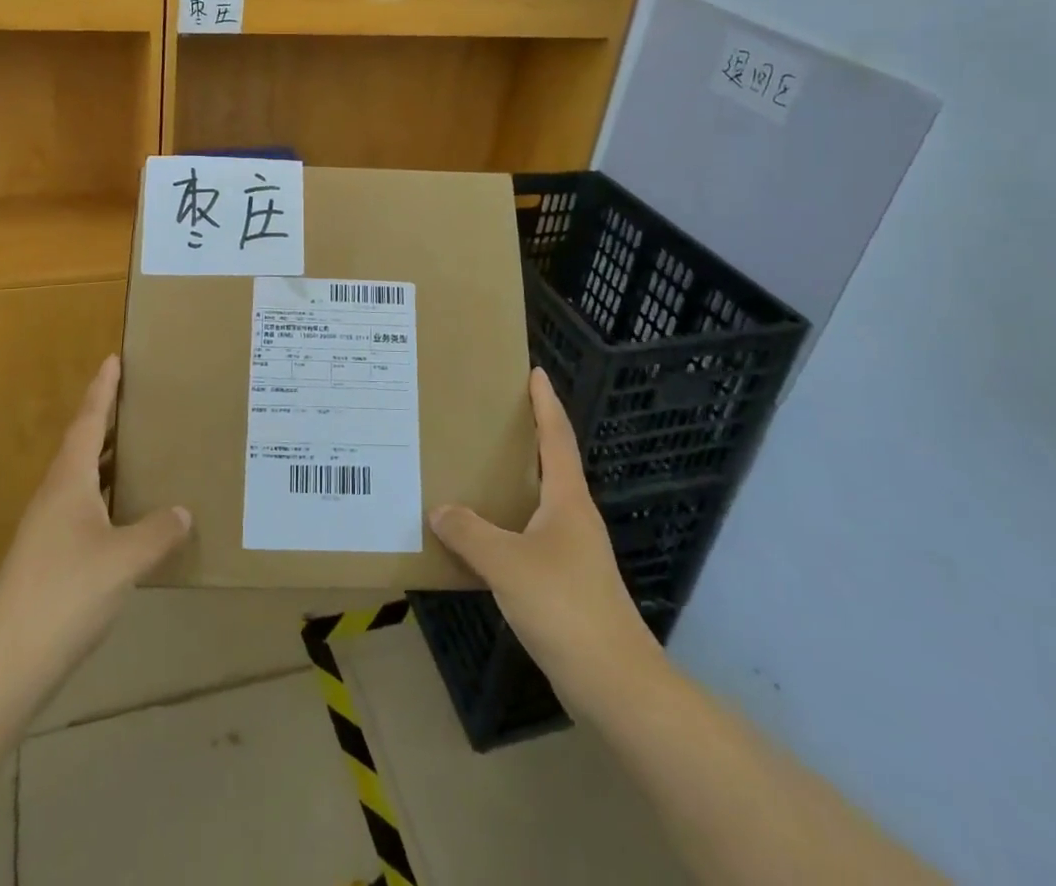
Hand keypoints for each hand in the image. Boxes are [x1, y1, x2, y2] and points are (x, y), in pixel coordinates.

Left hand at [0, 356, 191, 700]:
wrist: (8, 661)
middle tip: (133, 398)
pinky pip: (81, 505)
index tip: (112, 359)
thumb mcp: (124, 560)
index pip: (87, 422)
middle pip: (80, 445)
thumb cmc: (67, 594)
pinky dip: (103, 493)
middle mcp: (54, 496)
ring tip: (135, 447)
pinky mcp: (48, 556)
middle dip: (104, 419)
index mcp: (68, 482)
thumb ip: (157, 532)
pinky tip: (123, 512)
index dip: (102, 391)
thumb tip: (183, 511)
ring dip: (104, 457)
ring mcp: (47, 528)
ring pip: (79, 477)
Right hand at [430, 368, 656, 712]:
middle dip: (526, 437)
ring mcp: (573, 552)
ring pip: (539, 502)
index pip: (557, 437)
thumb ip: (470, 533)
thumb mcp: (508, 564)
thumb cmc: (566, 607)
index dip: (545, 403)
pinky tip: (483, 536)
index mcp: (567, 500)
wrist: (616, 684)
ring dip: (513, 482)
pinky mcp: (567, 583)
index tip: (535, 372)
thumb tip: (439, 508)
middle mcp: (574, 517)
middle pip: (551, 464)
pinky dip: (507, 525)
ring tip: (476, 469)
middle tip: (490, 415)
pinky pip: (530, 537)